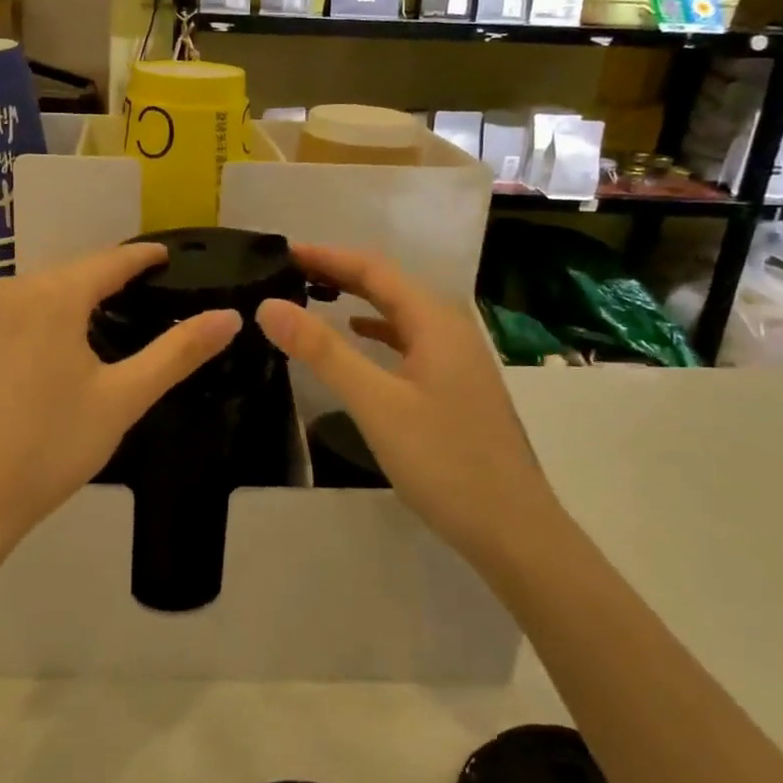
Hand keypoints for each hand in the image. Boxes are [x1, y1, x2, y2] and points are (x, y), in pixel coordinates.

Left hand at [0, 244, 240, 570]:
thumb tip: (231, 316)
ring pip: (36, 293)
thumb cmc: (48, 447)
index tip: (166, 256)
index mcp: (52, 295)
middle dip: (107, 280)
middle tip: (142, 295)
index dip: (142, 256)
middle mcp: (9, 289)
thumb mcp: (122, 399)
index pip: (110, 260)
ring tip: (100, 321)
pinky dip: (36, 320)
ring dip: (70, 300)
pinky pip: (7, 314)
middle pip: (71, 273)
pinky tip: (46, 351)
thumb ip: (177, 352)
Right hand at [255, 244, 559, 559]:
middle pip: (389, 286)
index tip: (284, 251)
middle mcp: (450, 330)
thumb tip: (269, 306)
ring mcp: (458, 360)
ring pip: (399, 313)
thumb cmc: (444, 461)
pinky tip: (360, 338)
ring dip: (358, 298)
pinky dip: (377, 330)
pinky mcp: (456, 386)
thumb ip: (323, 351)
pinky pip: (409, 340)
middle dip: (340, 273)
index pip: (374, 269)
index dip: (327, 256)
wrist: (514, 531)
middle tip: (290, 270)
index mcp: (435, 322)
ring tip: (315, 295)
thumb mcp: (375, 403)